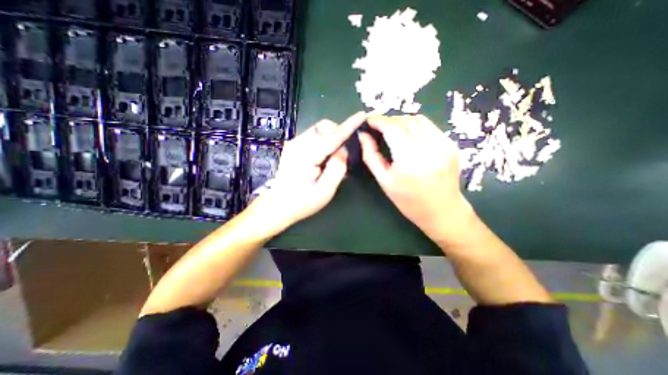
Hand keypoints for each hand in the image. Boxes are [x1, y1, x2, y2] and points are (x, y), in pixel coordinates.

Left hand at [252, 111, 363, 227]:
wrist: (278, 205)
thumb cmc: (302, 201)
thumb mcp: (325, 190)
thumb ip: (337, 168)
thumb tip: (343, 150)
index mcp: (307, 155)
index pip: (332, 136)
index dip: (349, 125)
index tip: (361, 115)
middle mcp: (298, 144)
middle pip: (323, 127)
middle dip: (338, 133)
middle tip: (344, 153)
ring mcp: (294, 144)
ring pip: (318, 130)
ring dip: (331, 137)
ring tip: (333, 157)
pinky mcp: (293, 147)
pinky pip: (313, 136)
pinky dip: (323, 141)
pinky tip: (324, 158)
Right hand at [360, 114, 474, 239]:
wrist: (442, 211)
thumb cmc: (408, 201)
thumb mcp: (384, 181)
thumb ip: (371, 156)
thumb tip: (363, 135)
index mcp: (410, 160)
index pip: (392, 128)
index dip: (378, 120)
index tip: (368, 119)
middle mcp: (429, 148)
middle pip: (405, 121)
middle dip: (389, 120)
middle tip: (378, 127)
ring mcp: (444, 145)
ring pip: (419, 120)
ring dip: (402, 121)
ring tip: (392, 130)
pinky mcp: (450, 144)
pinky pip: (429, 127)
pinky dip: (415, 126)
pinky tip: (408, 136)